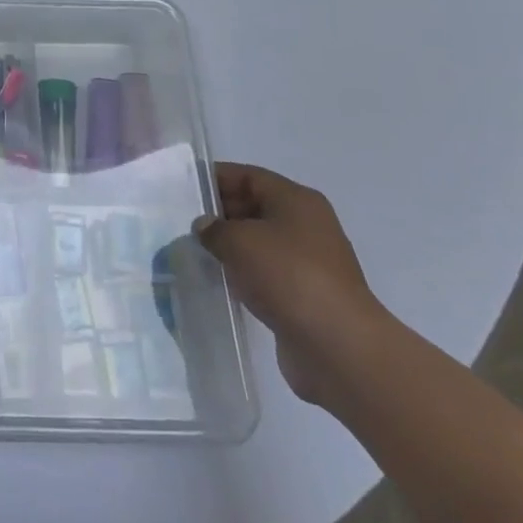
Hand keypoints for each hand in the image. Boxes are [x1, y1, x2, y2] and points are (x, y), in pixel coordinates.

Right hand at [191, 162, 390, 406]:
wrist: (338, 347)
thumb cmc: (288, 275)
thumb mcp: (238, 240)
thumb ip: (213, 227)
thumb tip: (205, 226)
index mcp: (296, 200)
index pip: (248, 176)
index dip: (216, 179)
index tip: (184, 189)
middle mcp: (307, 225)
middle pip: (255, 207)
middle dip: (220, 213)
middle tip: (184, 222)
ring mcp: (309, 262)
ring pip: (260, 242)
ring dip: (231, 247)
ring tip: (195, 252)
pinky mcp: (306, 295)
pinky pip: (267, 273)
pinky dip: (244, 274)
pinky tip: (220, 281)